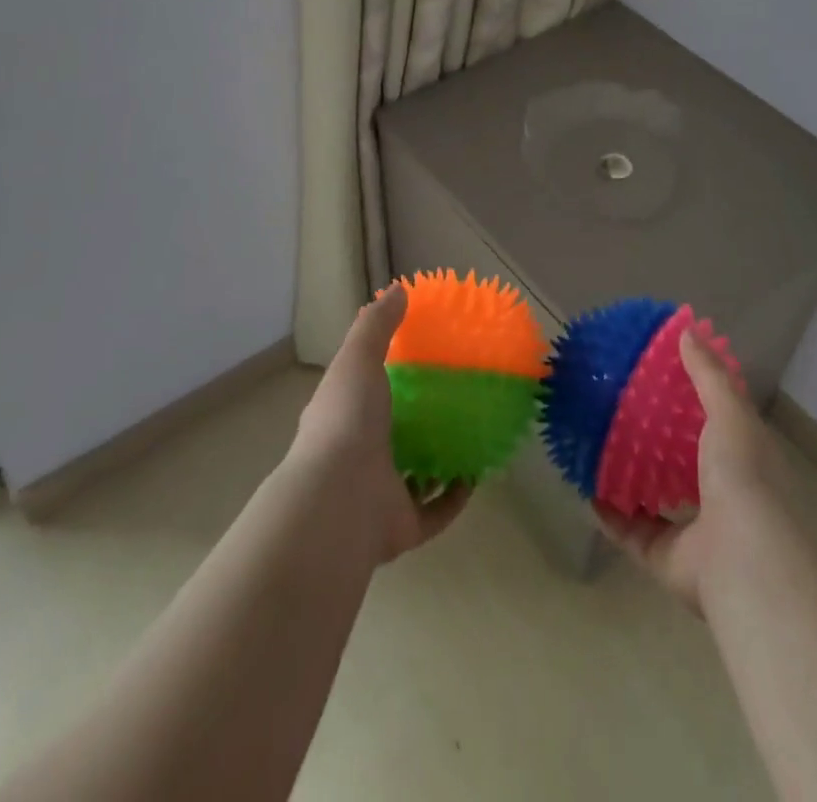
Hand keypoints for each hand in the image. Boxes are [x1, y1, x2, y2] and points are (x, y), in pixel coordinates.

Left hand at [289, 284, 470, 562]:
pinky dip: (455, 496)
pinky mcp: (402, 527)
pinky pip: (436, 512)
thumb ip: (376, 326)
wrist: (340, 500)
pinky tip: (477, 474)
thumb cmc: (347, 421)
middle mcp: (358, 458)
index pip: (364, 396)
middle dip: (419, 422)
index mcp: (344, 419)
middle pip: (392, 437)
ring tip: (473, 434)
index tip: (422, 362)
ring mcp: (379, 495)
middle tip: (455, 399)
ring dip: (439, 461)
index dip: (388, 380)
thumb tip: (399, 289)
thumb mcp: (358, 360)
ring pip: (414, 476)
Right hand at [595, 327, 784, 614]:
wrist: (742, 561)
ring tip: (598, 446)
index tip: (657, 373)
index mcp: (741, 458)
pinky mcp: (665, 557)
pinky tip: (585, 488)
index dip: (690, 398)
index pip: (716, 421)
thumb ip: (708, 374)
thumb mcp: (729, 413)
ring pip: (656, 496)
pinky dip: (609, 513)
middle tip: (619, 406)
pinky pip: (630, 531)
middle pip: (682, 458)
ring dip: (630, 475)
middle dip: (655, 437)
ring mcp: (694, 529)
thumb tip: (686, 329)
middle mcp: (720, 493)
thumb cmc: (741, 476)